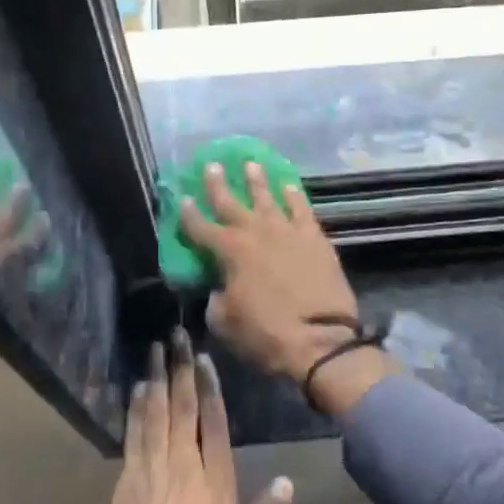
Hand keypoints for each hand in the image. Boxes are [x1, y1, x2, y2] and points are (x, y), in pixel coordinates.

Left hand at [63, 334, 291, 503]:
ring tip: (155, 348)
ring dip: (156, 377)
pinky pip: (134, 434)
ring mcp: (152, 470)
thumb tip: (288, 482)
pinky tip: (137, 389)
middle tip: (176, 335)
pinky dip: (136, 408)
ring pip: (156, 413)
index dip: (210, 387)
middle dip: (180, 368)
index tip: (204, 358)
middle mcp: (183, 466)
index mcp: (215, 483)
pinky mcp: (127, 480)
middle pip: (183, 407)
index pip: (213, 423)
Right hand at [179, 162, 361, 382]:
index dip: (189, 214)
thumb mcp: (225, 322)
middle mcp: (257, 232)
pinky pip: (302, 209)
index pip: (201, 228)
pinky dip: (294, 196)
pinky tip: (289, 186)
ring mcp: (288, 231)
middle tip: (212, 165)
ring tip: (252, 164)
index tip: (182, 198)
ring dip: (258, 181)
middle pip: (232, 203)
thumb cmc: (266, 334)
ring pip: (268, 198)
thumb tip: (220, 287)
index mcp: (230, 251)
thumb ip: (216, 297)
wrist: (320, 340)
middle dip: (219, 184)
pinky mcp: (315, 238)